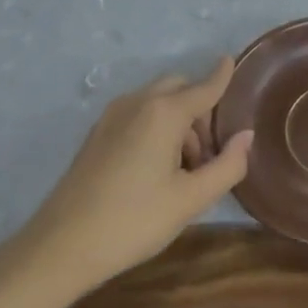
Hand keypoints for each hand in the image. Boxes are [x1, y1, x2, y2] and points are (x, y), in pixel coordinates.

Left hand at [20, 58, 252, 296]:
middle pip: (178, 88)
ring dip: (178, 121)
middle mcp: (138, 103)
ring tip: (183, 170)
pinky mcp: (97, 134)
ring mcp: (112, 116)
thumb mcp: (191, 200)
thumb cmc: (134, 221)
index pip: (204, 87)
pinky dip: (156, 127)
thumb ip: (228, 165)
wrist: (61, 247)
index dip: (221, 75)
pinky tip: (155, 169)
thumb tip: (246, 136)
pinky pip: (137, 114)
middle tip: (208, 154)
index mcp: (164, 113)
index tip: (231, 60)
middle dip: (200, 110)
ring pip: (157, 102)